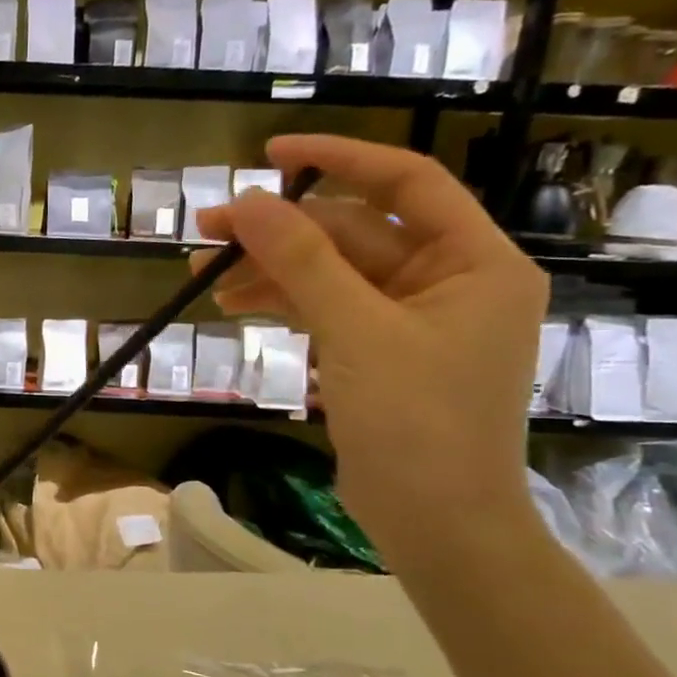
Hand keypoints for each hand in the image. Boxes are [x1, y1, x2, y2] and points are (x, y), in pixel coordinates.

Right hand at [191, 134, 546, 567]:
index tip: (270, 154)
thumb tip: (245, 202)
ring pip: (331, 272)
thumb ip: (303, 261)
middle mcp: (448, 280)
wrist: (435, 522)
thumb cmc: (418, 422)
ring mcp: (412, 319)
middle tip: (207, 230)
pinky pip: (327, 307)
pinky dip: (282, 302)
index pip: (407, 182)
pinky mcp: (379, 351)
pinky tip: (235, 304)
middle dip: (280, 230)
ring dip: (270, 269)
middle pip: (354, 231)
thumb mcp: (357, 332)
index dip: (339, 158)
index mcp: (474, 261)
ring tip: (203, 274)